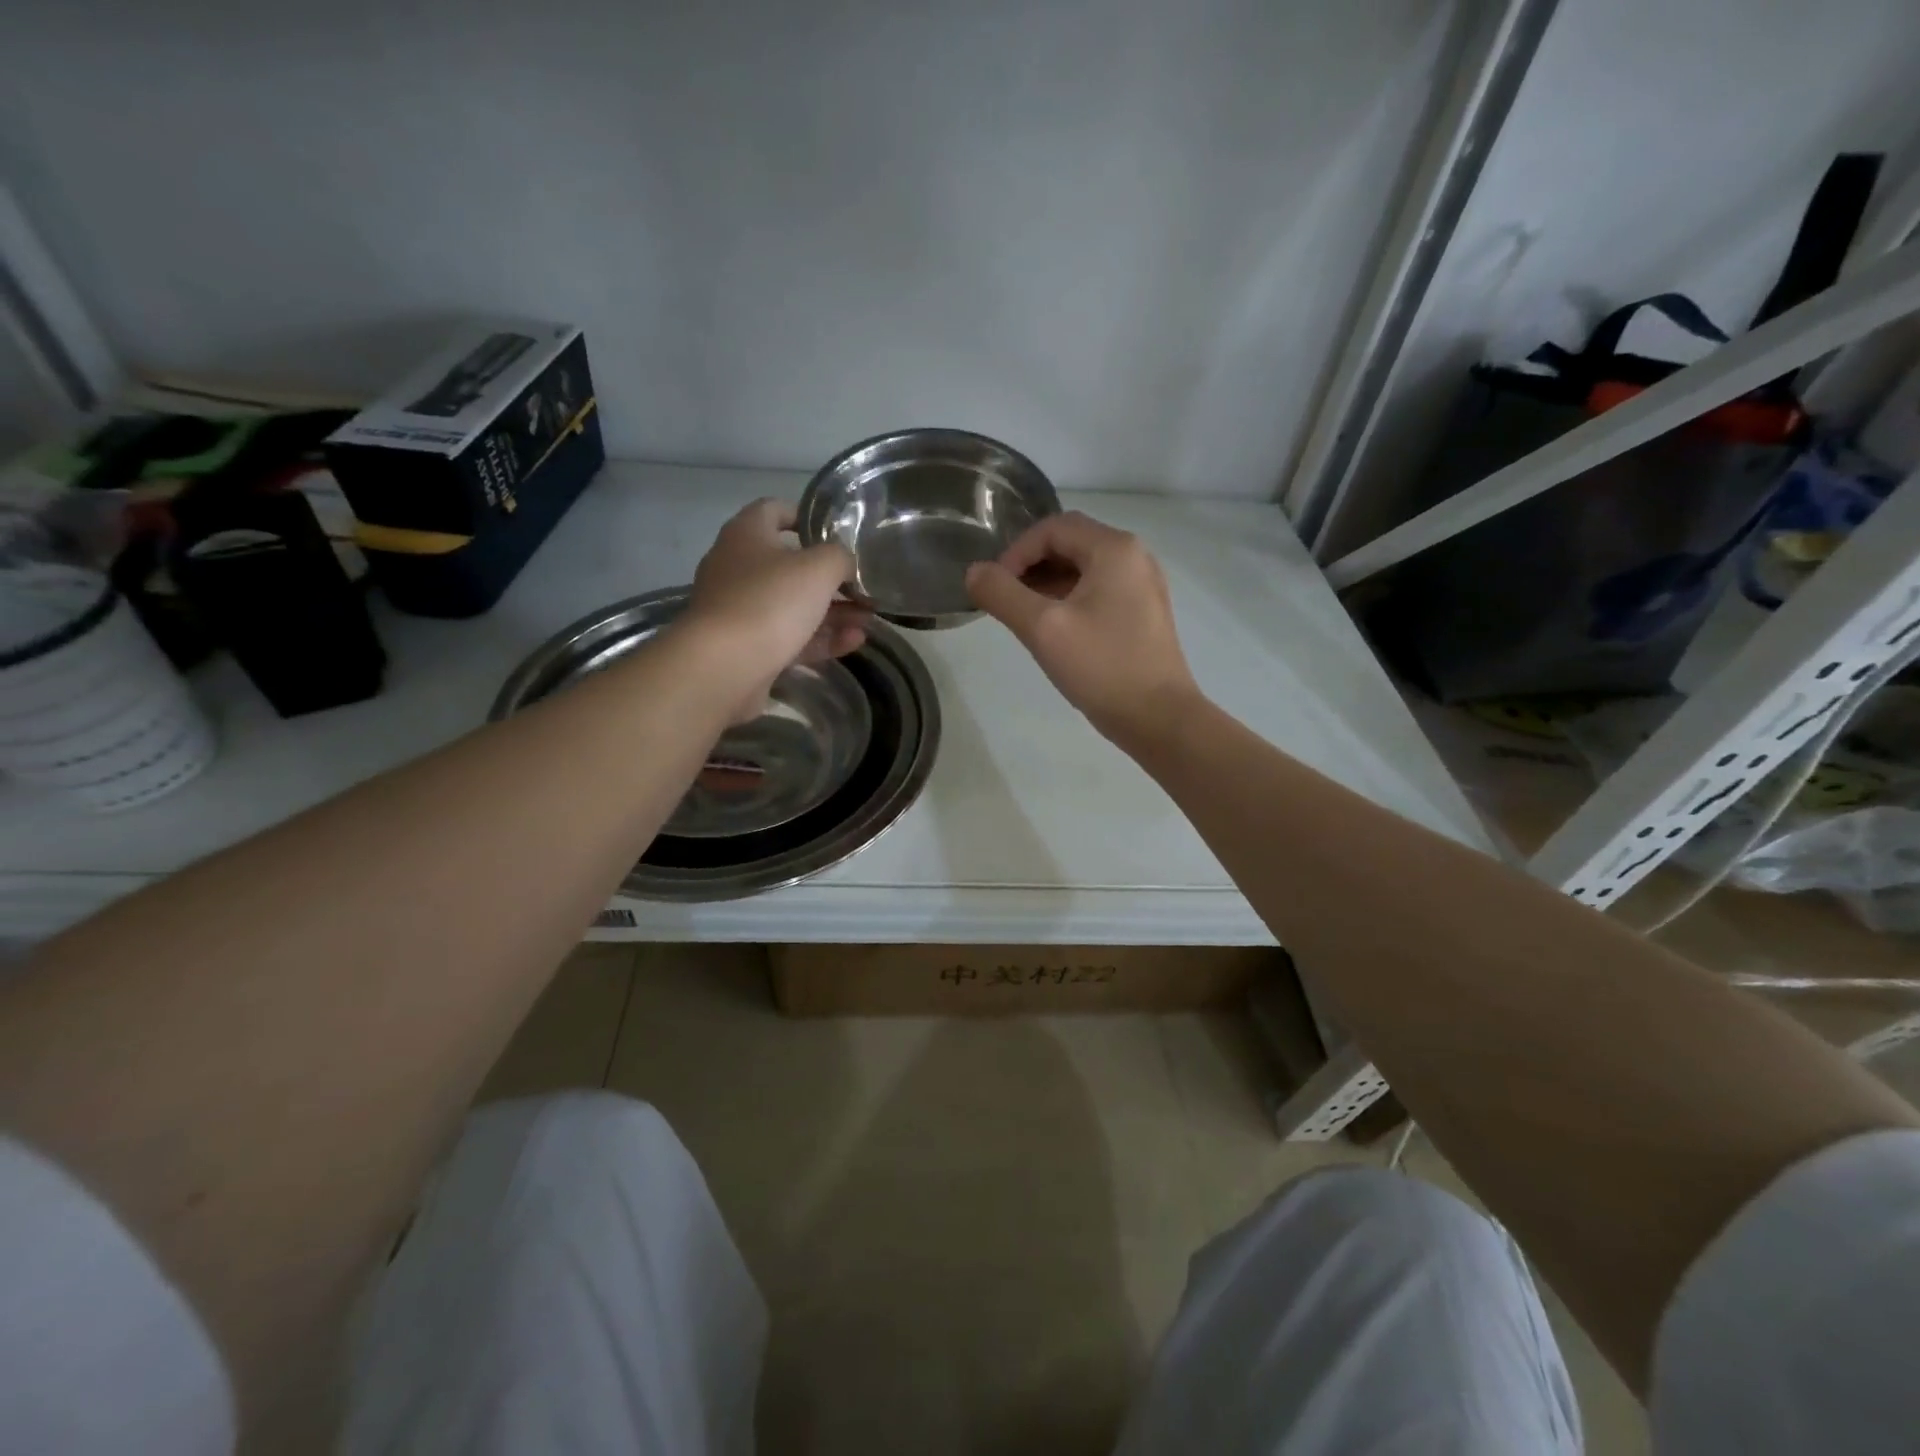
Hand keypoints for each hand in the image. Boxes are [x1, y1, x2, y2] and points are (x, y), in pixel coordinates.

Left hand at [684, 499, 869, 721]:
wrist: (724, 668)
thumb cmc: (770, 602)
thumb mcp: (819, 568)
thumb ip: (841, 558)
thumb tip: (846, 564)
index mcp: (746, 535)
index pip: (773, 510)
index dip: (806, 516)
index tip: (838, 532)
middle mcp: (737, 568)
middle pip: (790, 565)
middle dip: (831, 577)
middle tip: (865, 587)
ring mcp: (740, 611)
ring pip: (793, 605)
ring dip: (832, 611)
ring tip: (868, 619)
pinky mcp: (747, 648)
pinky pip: (790, 637)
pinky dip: (820, 638)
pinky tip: (853, 642)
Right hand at [965, 511, 1197, 747]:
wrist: (1159, 718)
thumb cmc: (1102, 667)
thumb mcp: (1043, 629)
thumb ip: (1002, 595)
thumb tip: (974, 572)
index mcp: (1115, 549)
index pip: (1053, 528)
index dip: (1016, 552)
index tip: (995, 588)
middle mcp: (1134, 557)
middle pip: (1070, 543)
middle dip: (1031, 567)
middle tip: (1005, 601)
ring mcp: (1143, 585)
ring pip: (1084, 569)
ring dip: (1048, 584)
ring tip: (1024, 618)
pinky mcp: (1143, 612)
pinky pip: (1099, 591)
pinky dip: (1070, 600)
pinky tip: (1054, 631)